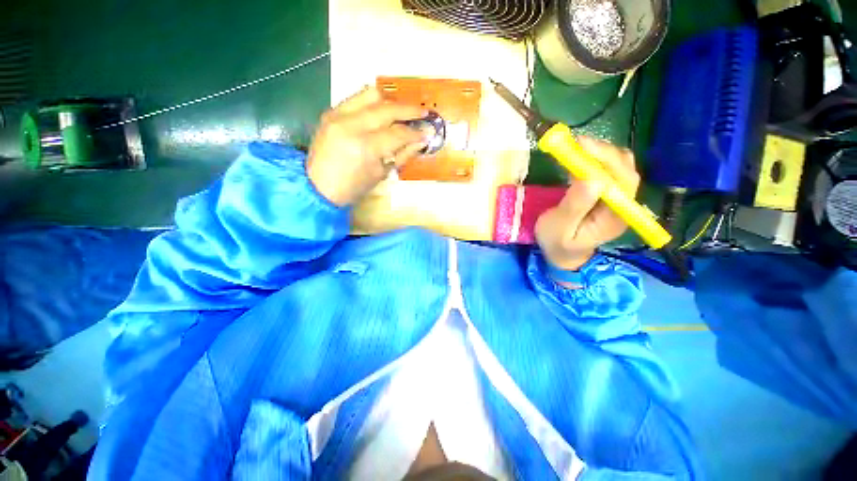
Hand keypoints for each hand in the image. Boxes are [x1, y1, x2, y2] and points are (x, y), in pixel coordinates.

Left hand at [307, 87, 427, 205]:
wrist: (318, 187)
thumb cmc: (353, 188)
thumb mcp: (381, 174)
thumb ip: (403, 155)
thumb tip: (420, 141)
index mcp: (365, 147)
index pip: (398, 133)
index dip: (415, 132)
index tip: (428, 131)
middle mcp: (351, 124)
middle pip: (387, 109)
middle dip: (408, 110)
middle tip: (423, 112)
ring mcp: (338, 115)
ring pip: (371, 94)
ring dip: (391, 101)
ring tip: (402, 110)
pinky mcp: (330, 112)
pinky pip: (356, 98)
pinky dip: (373, 102)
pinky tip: (382, 112)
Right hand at [535, 136, 640, 271]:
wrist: (562, 254)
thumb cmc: (558, 243)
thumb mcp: (560, 228)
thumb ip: (575, 206)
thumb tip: (591, 179)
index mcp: (615, 216)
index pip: (623, 181)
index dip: (606, 160)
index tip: (582, 147)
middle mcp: (623, 204)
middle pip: (625, 169)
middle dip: (602, 152)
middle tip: (575, 143)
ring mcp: (616, 198)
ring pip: (618, 166)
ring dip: (599, 152)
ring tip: (575, 148)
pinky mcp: (606, 193)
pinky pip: (607, 170)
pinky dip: (594, 158)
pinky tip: (579, 157)